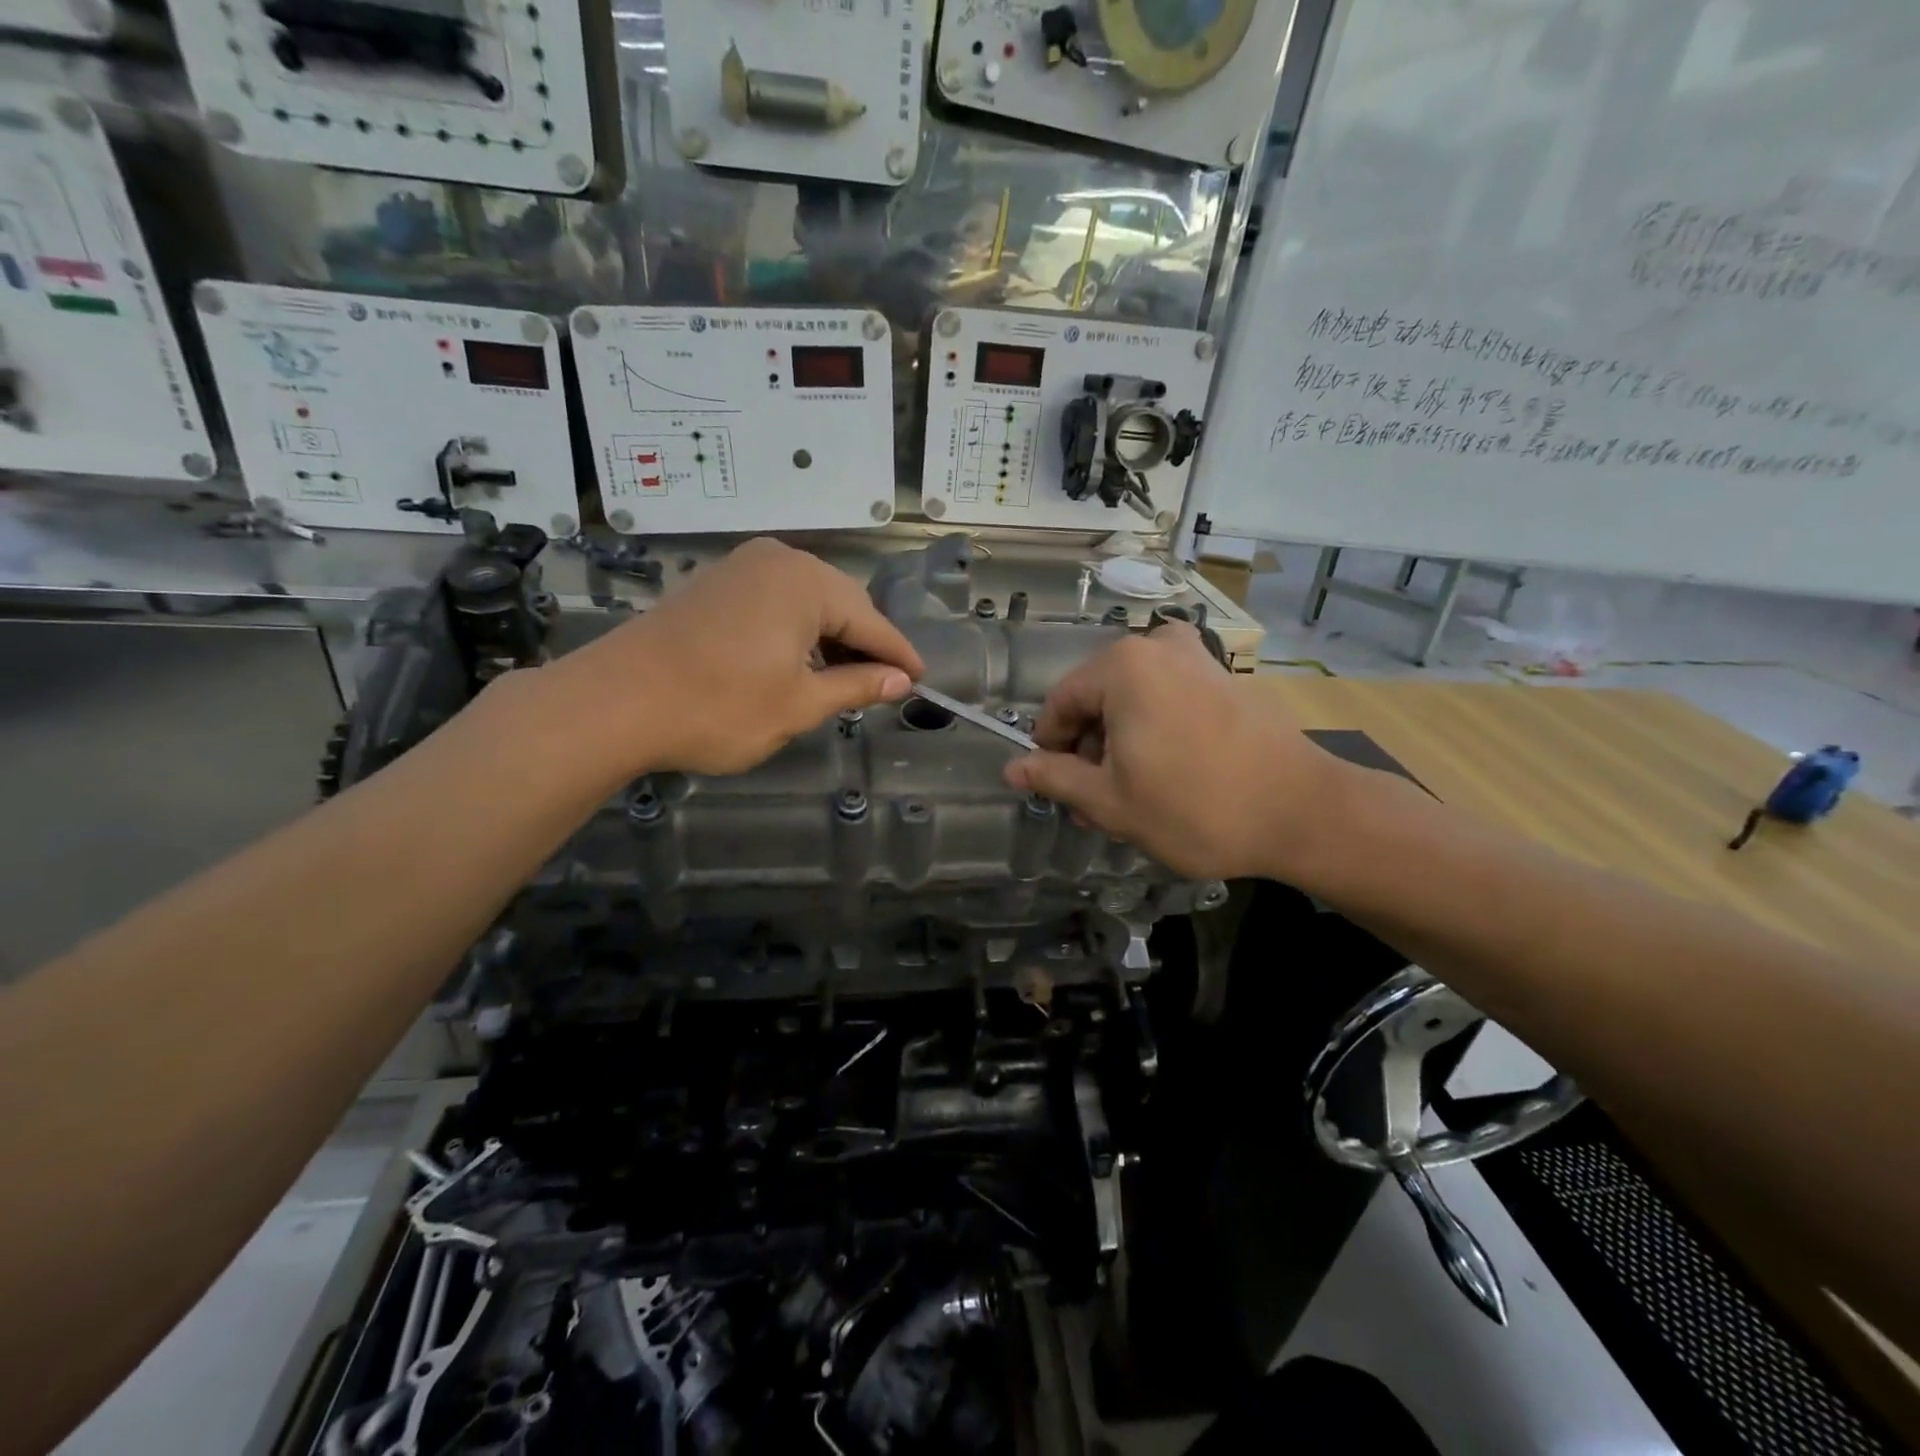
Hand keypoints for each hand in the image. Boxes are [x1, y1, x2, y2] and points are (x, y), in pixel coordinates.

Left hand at [544, 538, 922, 777]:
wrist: (615, 703)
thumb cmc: (719, 707)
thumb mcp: (800, 704)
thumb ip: (856, 686)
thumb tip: (900, 681)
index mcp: (806, 582)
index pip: (870, 622)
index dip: (897, 656)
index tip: (922, 680)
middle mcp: (777, 561)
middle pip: (840, 606)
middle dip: (862, 647)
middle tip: (882, 687)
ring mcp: (740, 568)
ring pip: (806, 605)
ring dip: (828, 642)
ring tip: (841, 682)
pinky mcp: (714, 585)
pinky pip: (774, 604)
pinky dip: (795, 634)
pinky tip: (797, 664)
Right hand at [1003, 625, 1342, 880]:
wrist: (1303, 811)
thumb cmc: (1195, 807)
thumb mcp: (1111, 801)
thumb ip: (1055, 777)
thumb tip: (1012, 767)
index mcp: (1122, 667)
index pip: (1060, 704)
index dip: (1050, 748)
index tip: (1056, 786)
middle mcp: (1157, 648)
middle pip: (1098, 700)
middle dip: (1090, 751)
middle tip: (1096, 803)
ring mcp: (1197, 660)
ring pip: (1134, 702)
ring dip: (1122, 745)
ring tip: (1132, 797)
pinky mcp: (1226, 679)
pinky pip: (1169, 700)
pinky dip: (1156, 733)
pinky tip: (1169, 777)